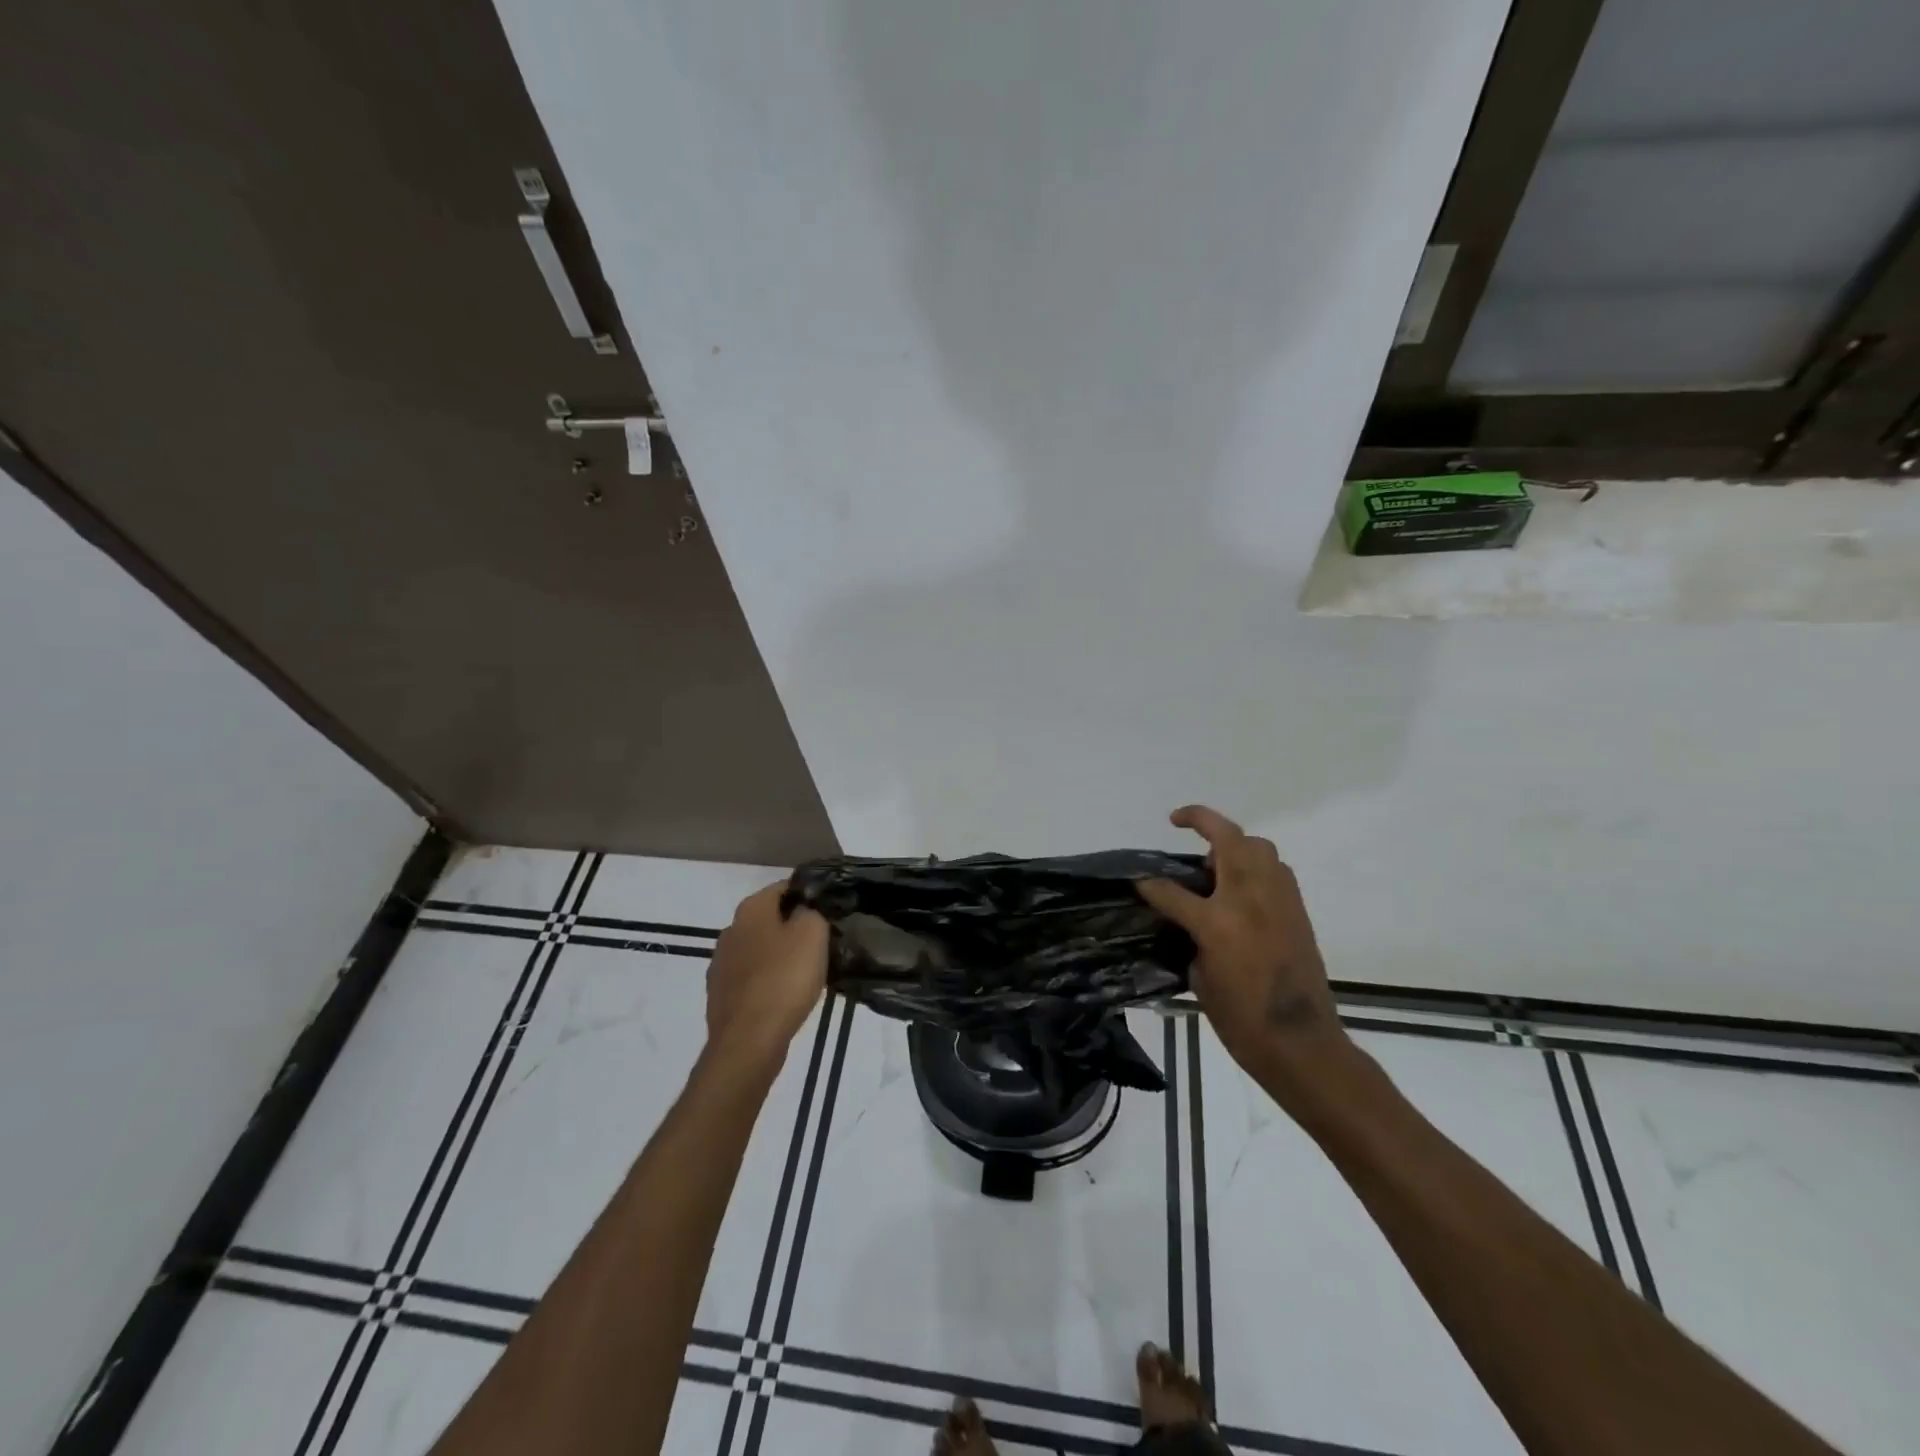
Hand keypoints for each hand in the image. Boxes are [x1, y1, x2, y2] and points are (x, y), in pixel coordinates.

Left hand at [705, 882, 827, 1071]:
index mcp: (751, 909)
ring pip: (760, 949)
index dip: (809, 895)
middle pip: (770, 919)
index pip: (785, 887)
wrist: (748, 1041)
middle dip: (794, 927)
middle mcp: (730, 930)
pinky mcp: (721, 995)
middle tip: (823, 942)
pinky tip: (786, 996)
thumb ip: (812, 911)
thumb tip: (806, 910)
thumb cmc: (784, 979)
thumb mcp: (813, 933)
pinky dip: (769, 981)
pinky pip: (752, 978)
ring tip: (808, 972)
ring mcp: (721, 964)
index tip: (829, 911)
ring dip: (781, 955)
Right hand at [1137, 806, 1351, 1096]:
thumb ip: (1191, 937)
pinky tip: (1242, 888)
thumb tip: (1187, 919)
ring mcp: (1278, 901)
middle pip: (1228, 839)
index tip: (1138, 881)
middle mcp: (1249, 899)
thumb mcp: (1200, 978)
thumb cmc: (1241, 1021)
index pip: (1172, 891)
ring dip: (1234, 843)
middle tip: (1181, 822)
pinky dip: (1257, 867)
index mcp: (1217, 922)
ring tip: (1216, 862)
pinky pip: (1276, 871)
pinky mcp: (1298, 911)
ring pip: (1259, 847)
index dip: (1150, 885)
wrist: (1301, 1044)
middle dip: (1202, 821)